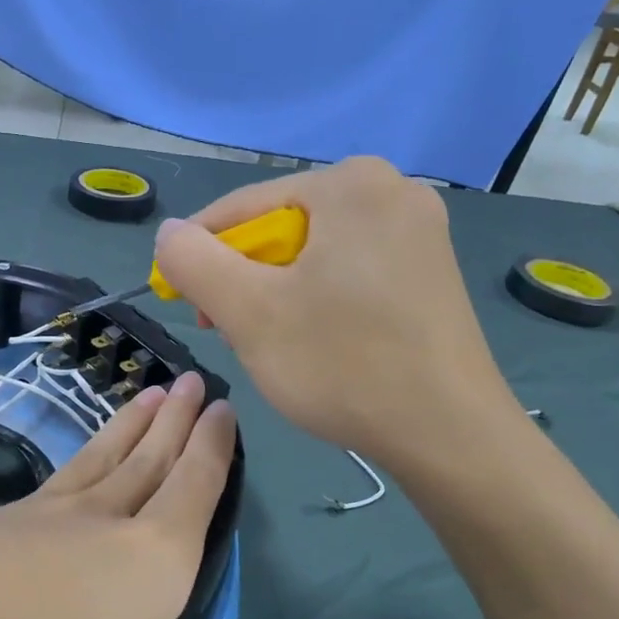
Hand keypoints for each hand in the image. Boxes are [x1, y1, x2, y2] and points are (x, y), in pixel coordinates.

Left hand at [0, 371, 237, 618]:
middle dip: (176, 419)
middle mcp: (103, 517)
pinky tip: (71, 470)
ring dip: (131, 425)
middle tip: (192, 382)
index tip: (222, 409)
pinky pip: (55, 480)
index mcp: (154, 553)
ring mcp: (42, 513)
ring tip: (149, 396)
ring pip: (102, 457)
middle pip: (149, 456)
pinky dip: (77, 461)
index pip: (194, 485)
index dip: (213, 448)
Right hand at [151, 156, 518, 472]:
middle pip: (281, 228)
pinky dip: (317, 299)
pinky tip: (316, 340)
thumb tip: (168, 233)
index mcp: (351, 183)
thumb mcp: (249, 312)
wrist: (450, 435)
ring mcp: (419, 230)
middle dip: (245, 279)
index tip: (182, 304)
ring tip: (270, 342)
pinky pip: (347, 270)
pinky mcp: (429, 271)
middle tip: (229, 331)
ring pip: (312, 253)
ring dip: (276, 293)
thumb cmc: (343, 364)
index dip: (200, 255)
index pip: (243, 208)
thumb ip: (193, 263)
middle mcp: (392, 190)